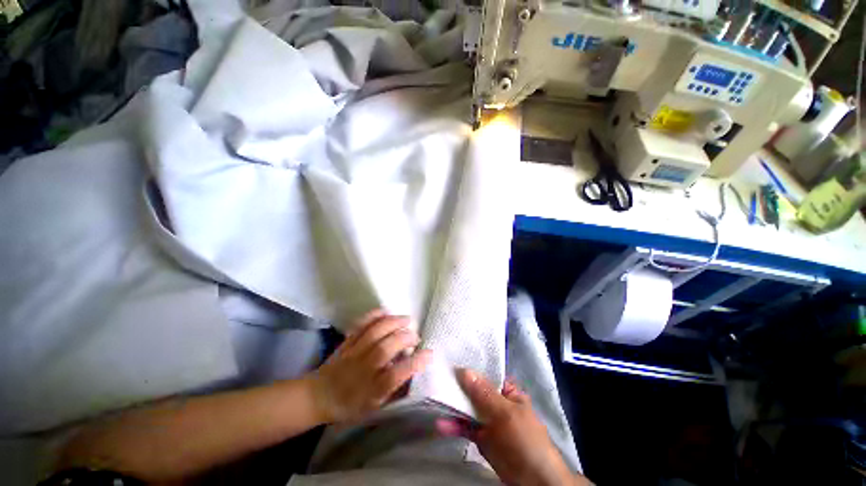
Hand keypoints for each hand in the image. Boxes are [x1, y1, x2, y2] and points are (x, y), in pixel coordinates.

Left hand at [308, 310, 432, 423]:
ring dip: (393, 323)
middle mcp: (362, 370)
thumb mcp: (374, 407)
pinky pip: (360, 326)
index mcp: (371, 391)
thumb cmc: (350, 405)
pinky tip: (386, 311)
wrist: (319, 396)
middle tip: (416, 336)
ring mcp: (353, 353)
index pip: (395, 376)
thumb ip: (394, 390)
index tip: (429, 354)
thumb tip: (413, 373)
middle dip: (404, 338)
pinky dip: (373, 316)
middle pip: (385, 349)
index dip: (414, 364)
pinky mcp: (347, 342)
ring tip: (407, 319)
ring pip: (374, 333)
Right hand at [445, 368, 591, 485]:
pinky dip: (454, 426)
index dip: (471, 367)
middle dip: (458, 385)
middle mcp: (496, 402)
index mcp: (507, 392)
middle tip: (438, 376)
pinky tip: (441, 425)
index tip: (451, 360)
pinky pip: (465, 427)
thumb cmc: (525, 439)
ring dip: (453, 405)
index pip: (486, 374)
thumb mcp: (506, 413)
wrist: (533, 481)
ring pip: (468, 408)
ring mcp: (488, 420)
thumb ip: (484, 393)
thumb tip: (465, 370)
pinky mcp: (481, 437)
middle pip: (474, 390)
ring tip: (436, 398)